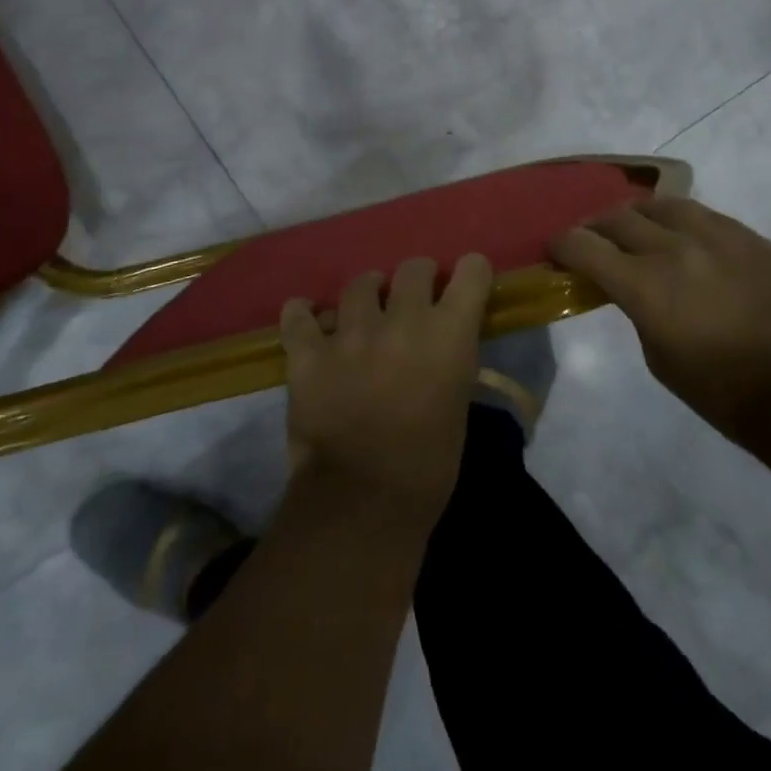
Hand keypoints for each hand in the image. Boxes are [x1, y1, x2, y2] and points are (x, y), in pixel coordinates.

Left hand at [280, 255, 493, 530]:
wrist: (364, 502)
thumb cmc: (428, 465)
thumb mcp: (458, 403)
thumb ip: (449, 358)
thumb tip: (439, 341)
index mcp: (449, 335)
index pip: (471, 271)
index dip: (469, 274)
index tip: (463, 283)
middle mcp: (403, 320)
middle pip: (413, 268)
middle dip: (416, 280)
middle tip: (410, 302)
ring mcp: (351, 333)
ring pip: (359, 284)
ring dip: (365, 296)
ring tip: (361, 315)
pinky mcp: (309, 352)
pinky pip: (298, 315)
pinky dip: (303, 316)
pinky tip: (308, 323)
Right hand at [549, 199, 770, 435]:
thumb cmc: (719, 387)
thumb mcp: (656, 354)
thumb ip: (634, 306)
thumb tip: (627, 284)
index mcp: (644, 284)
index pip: (583, 245)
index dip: (562, 244)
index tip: (557, 250)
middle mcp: (674, 247)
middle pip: (617, 218)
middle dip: (596, 228)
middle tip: (593, 241)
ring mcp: (714, 234)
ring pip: (659, 204)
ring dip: (638, 217)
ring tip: (637, 231)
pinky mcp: (745, 234)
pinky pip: (700, 213)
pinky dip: (678, 222)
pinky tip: (682, 238)